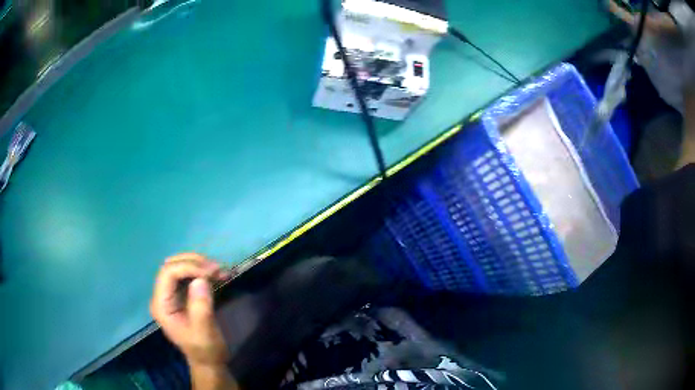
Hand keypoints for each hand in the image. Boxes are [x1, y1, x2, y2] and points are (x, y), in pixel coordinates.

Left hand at [150, 253, 229, 367]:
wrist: (210, 362)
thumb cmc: (206, 351)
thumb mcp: (205, 332)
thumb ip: (200, 307)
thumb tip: (200, 280)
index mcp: (162, 305)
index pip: (168, 273)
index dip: (188, 267)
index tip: (211, 273)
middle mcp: (163, 296)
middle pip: (172, 265)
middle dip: (194, 262)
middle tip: (217, 269)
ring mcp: (171, 294)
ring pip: (180, 266)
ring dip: (200, 265)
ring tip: (220, 271)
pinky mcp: (182, 295)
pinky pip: (189, 275)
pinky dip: (203, 271)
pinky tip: (218, 275)